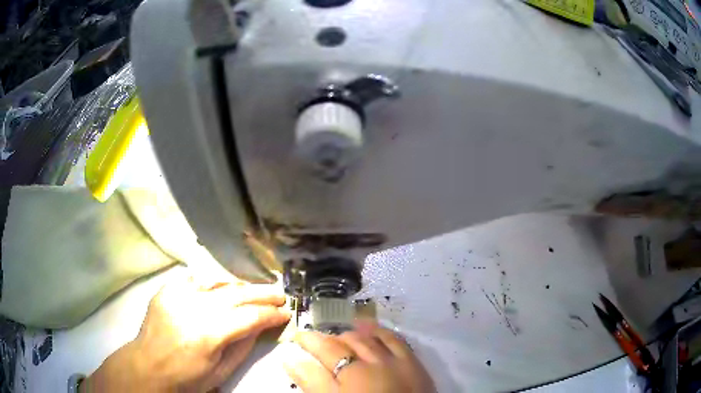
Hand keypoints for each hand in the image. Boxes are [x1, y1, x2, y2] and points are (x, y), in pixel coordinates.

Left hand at [82, 276, 290, 391]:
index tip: (286, 313)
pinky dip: (212, 283)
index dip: (270, 315)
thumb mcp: (221, 371)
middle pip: (235, 294)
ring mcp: (176, 295)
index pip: (248, 317)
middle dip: (262, 294)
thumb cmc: (187, 378)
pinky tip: (221, 288)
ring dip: (239, 287)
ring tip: (255, 292)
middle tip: (279, 295)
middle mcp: (191, 309)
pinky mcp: (166, 290)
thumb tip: (262, 326)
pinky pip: (194, 279)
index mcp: (207, 335)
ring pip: (216, 282)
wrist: (148, 366)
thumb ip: (243, 346)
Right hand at [283, 321, 434, 391]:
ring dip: (352, 334)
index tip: (296, 337)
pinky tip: (373, 329)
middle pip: (347, 342)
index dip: (309, 341)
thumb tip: (290, 359)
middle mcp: (373, 361)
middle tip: (315, 340)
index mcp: (352, 373)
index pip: (325, 349)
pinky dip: (381, 332)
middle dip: (328, 338)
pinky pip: (395, 339)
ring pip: (369, 338)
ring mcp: (395, 361)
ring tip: (340, 334)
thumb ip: (313, 382)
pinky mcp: (413, 364)